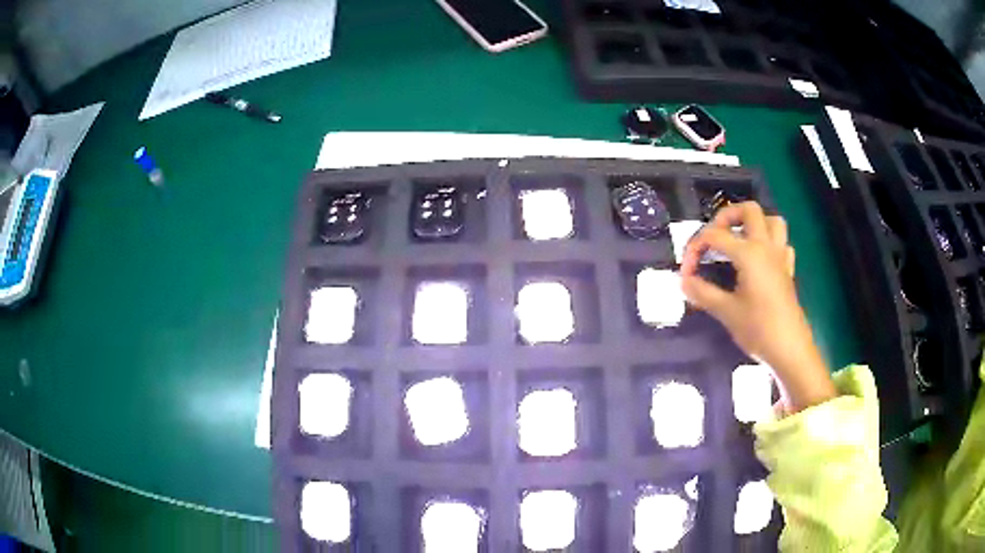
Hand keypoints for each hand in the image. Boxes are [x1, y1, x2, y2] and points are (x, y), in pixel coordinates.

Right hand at [679, 202, 835, 411]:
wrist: (789, 349)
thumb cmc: (758, 329)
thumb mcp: (726, 312)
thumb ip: (702, 292)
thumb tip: (683, 281)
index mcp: (748, 253)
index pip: (714, 236)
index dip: (694, 249)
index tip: (685, 273)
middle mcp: (766, 246)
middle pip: (749, 210)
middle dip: (726, 217)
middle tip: (713, 237)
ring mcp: (780, 256)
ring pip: (771, 220)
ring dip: (753, 223)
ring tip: (738, 239)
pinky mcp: (787, 270)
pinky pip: (782, 243)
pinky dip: (769, 242)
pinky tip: (759, 258)